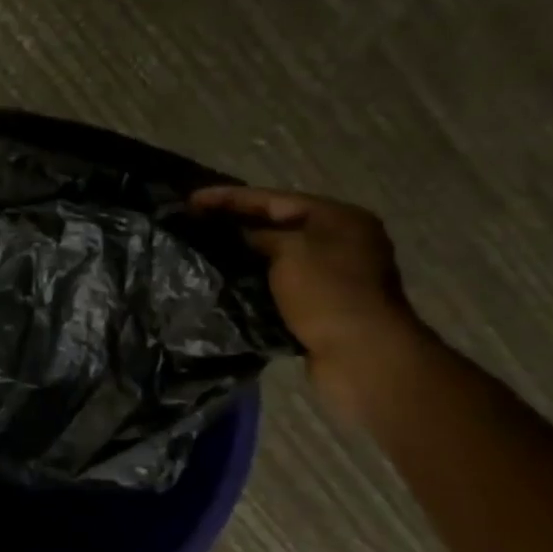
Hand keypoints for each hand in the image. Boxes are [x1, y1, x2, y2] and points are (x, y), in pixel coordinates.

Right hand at [193, 186, 428, 419]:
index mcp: (338, 217)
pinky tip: (228, 283)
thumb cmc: (327, 292)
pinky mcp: (323, 305)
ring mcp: (334, 275)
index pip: (273, 199)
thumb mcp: (289, 252)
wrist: (362, 354)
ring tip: (205, 253)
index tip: (190, 200)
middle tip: (195, 224)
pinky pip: (281, 284)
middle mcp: (340, 241)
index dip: (229, 198)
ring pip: (278, 256)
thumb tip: (237, 236)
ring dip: (245, 255)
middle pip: (278, 224)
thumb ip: (259, 236)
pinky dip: (256, 281)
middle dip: (236, 224)